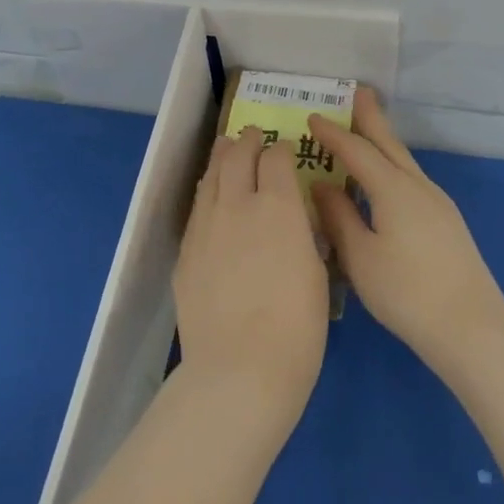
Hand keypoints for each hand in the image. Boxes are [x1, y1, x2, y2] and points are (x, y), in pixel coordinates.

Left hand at [173, 128, 330, 436]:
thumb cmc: (297, 328)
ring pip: (211, 175)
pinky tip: (210, 194)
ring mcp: (206, 225)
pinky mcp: (187, 250)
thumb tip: (293, 218)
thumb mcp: (316, 273)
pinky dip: (207, 191)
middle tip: (252, 135)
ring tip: (226, 147)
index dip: (281, 149)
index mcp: (279, 207)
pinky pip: (197, 207)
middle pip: (238, 156)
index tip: (284, 149)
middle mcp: (238, 204)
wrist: (239, 368)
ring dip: (222, 157)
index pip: (277, 159)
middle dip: (247, 141)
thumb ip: (302, 234)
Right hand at [309, 87, 503, 378]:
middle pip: (389, 143)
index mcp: (393, 189)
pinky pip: (411, 178)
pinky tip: (386, 178)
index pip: (357, 150)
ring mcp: (437, 203)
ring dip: (383, 141)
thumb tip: (321, 186)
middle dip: (371, 117)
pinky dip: (392, 165)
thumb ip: (338, 217)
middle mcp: (418, 186)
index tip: (311, 116)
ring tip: (367, 128)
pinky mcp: (446, 222)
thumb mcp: (360, 256)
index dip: (333, 133)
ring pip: (404, 161)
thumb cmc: (406, 292)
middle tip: (358, 91)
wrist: (472, 328)